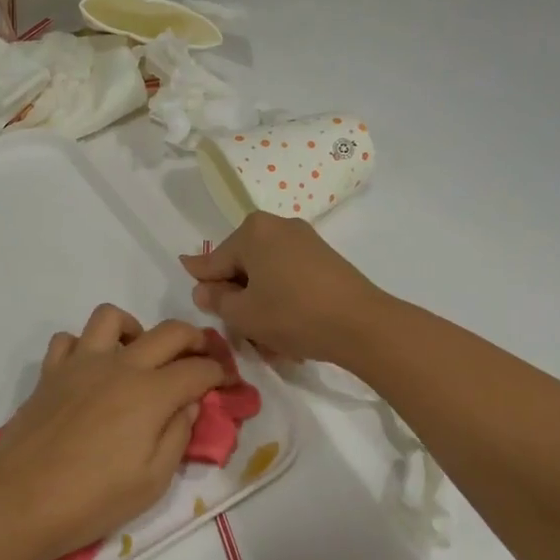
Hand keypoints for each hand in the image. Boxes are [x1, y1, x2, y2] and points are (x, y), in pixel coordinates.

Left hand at [0, 305, 225, 559]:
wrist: (19, 498)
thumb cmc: (92, 499)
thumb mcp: (152, 481)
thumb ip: (178, 436)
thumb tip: (187, 404)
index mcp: (150, 394)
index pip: (198, 370)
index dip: (220, 374)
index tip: (227, 383)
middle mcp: (119, 366)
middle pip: (168, 332)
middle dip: (194, 339)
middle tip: (200, 358)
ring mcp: (80, 363)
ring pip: (112, 317)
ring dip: (135, 329)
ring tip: (139, 356)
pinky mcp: (50, 372)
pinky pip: (68, 340)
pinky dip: (85, 346)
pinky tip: (91, 370)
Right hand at [179, 213, 387, 365]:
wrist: (361, 325)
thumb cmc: (291, 315)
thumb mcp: (242, 313)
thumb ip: (215, 299)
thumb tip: (203, 288)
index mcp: (252, 230)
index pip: (213, 261)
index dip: (204, 285)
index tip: (198, 298)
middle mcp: (277, 225)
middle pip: (241, 264)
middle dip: (237, 295)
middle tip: (239, 328)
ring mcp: (304, 240)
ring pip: (266, 273)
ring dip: (260, 301)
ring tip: (266, 335)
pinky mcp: (324, 258)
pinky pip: (288, 276)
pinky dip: (282, 298)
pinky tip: (288, 326)